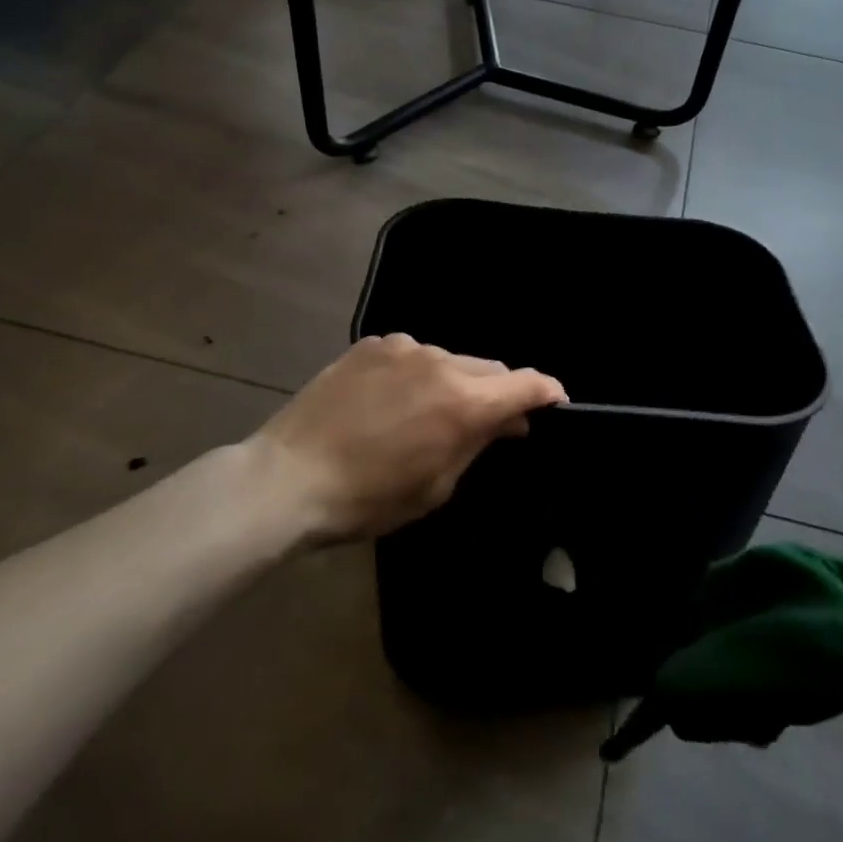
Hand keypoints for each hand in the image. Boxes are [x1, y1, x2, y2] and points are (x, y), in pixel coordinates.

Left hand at [248, 333, 566, 542]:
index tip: (554, 404)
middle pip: (491, 368)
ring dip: (456, 382)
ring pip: (451, 360)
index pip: (527, 384)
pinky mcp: (372, 344)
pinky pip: (413, 354)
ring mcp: (404, 347)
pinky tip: (394, 398)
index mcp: (464, 402)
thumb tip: (510, 422)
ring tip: (431, 411)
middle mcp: (441, 362)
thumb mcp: (436, 485)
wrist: (289, 477)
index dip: (547, 393)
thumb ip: (479, 444)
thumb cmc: (369, 498)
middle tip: (490, 422)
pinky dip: (419, 372)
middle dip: (499, 392)